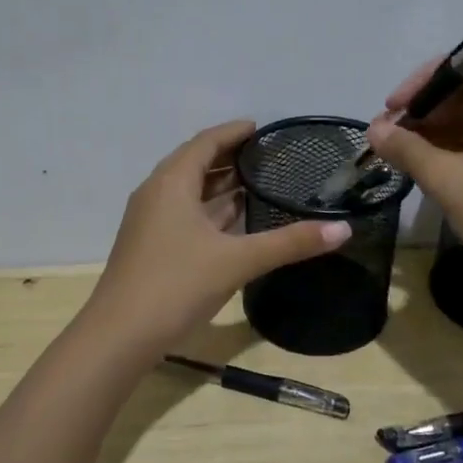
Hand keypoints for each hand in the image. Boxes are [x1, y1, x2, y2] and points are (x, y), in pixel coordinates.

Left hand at [83, 121, 352, 360]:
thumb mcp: (237, 261)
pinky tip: (233, 223)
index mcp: (171, 183)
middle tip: (267, 157)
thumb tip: (343, 229)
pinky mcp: (149, 246)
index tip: (261, 128)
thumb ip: (289, 243)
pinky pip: (183, 214)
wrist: (120, 335)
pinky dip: (209, 211)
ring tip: (257, 184)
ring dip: (219, 186)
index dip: (233, 132)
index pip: (205, 142)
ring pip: (188, 192)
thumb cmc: (176, 285)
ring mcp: (149, 222)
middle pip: (194, 163)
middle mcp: (156, 194)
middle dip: (229, 157)